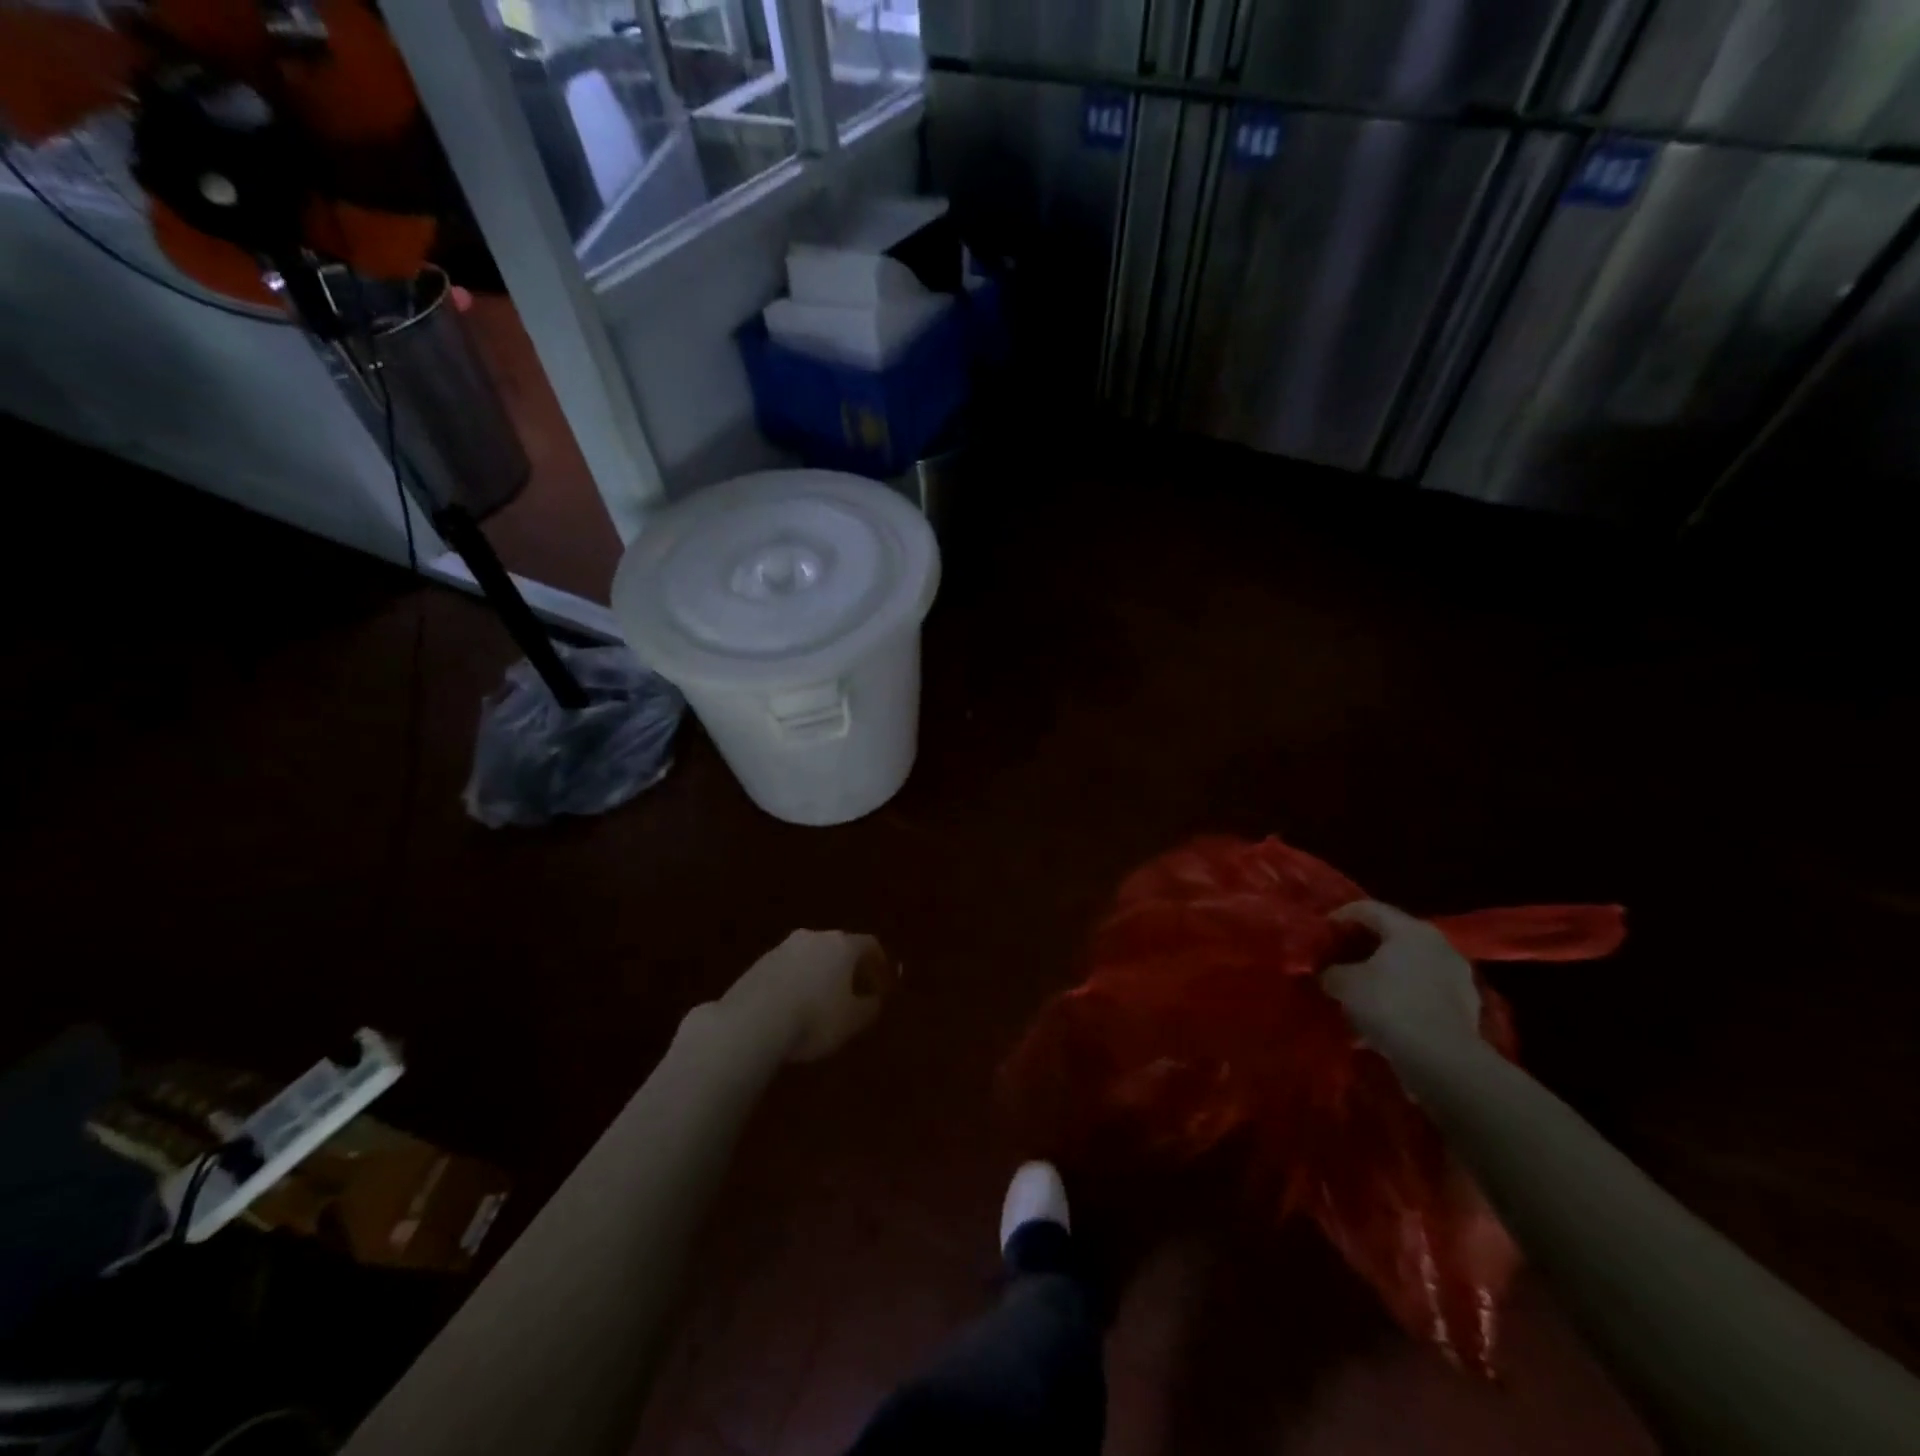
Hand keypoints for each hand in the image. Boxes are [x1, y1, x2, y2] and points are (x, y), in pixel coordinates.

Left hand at [715, 930, 893, 1062]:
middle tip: (852, 992)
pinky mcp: (758, 964)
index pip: (869, 944)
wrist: (752, 1022)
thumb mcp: (852, 1021)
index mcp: (842, 945)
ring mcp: (782, 948)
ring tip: (819, 1003)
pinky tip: (792, 1008)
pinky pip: (787, 969)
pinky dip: (795, 983)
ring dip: (819, 974)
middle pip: (838, 946)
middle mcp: (813, 937)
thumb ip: (869, 1007)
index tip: (881, 982)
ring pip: (810, 957)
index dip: (879, 963)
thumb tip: (874, 1000)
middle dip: (847, 967)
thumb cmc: (815, 1018)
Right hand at [1324, 901, 1480, 1061]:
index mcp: (1410, 929)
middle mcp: (1439, 945)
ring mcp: (1458, 978)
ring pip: (1411, 968)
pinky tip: (1385, 1018)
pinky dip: (1404, 999)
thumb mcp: (1344, 984)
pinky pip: (1425, 994)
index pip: (1369, 909)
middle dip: (1365, 947)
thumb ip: (1332, 971)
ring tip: (1362, 993)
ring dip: (1386, 976)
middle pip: (1394, 937)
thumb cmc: (1388, 1005)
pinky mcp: (1466, 1009)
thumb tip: (1329, 973)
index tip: (1323, 931)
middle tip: (1341, 959)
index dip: (1341, 916)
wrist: (1442, 1060)